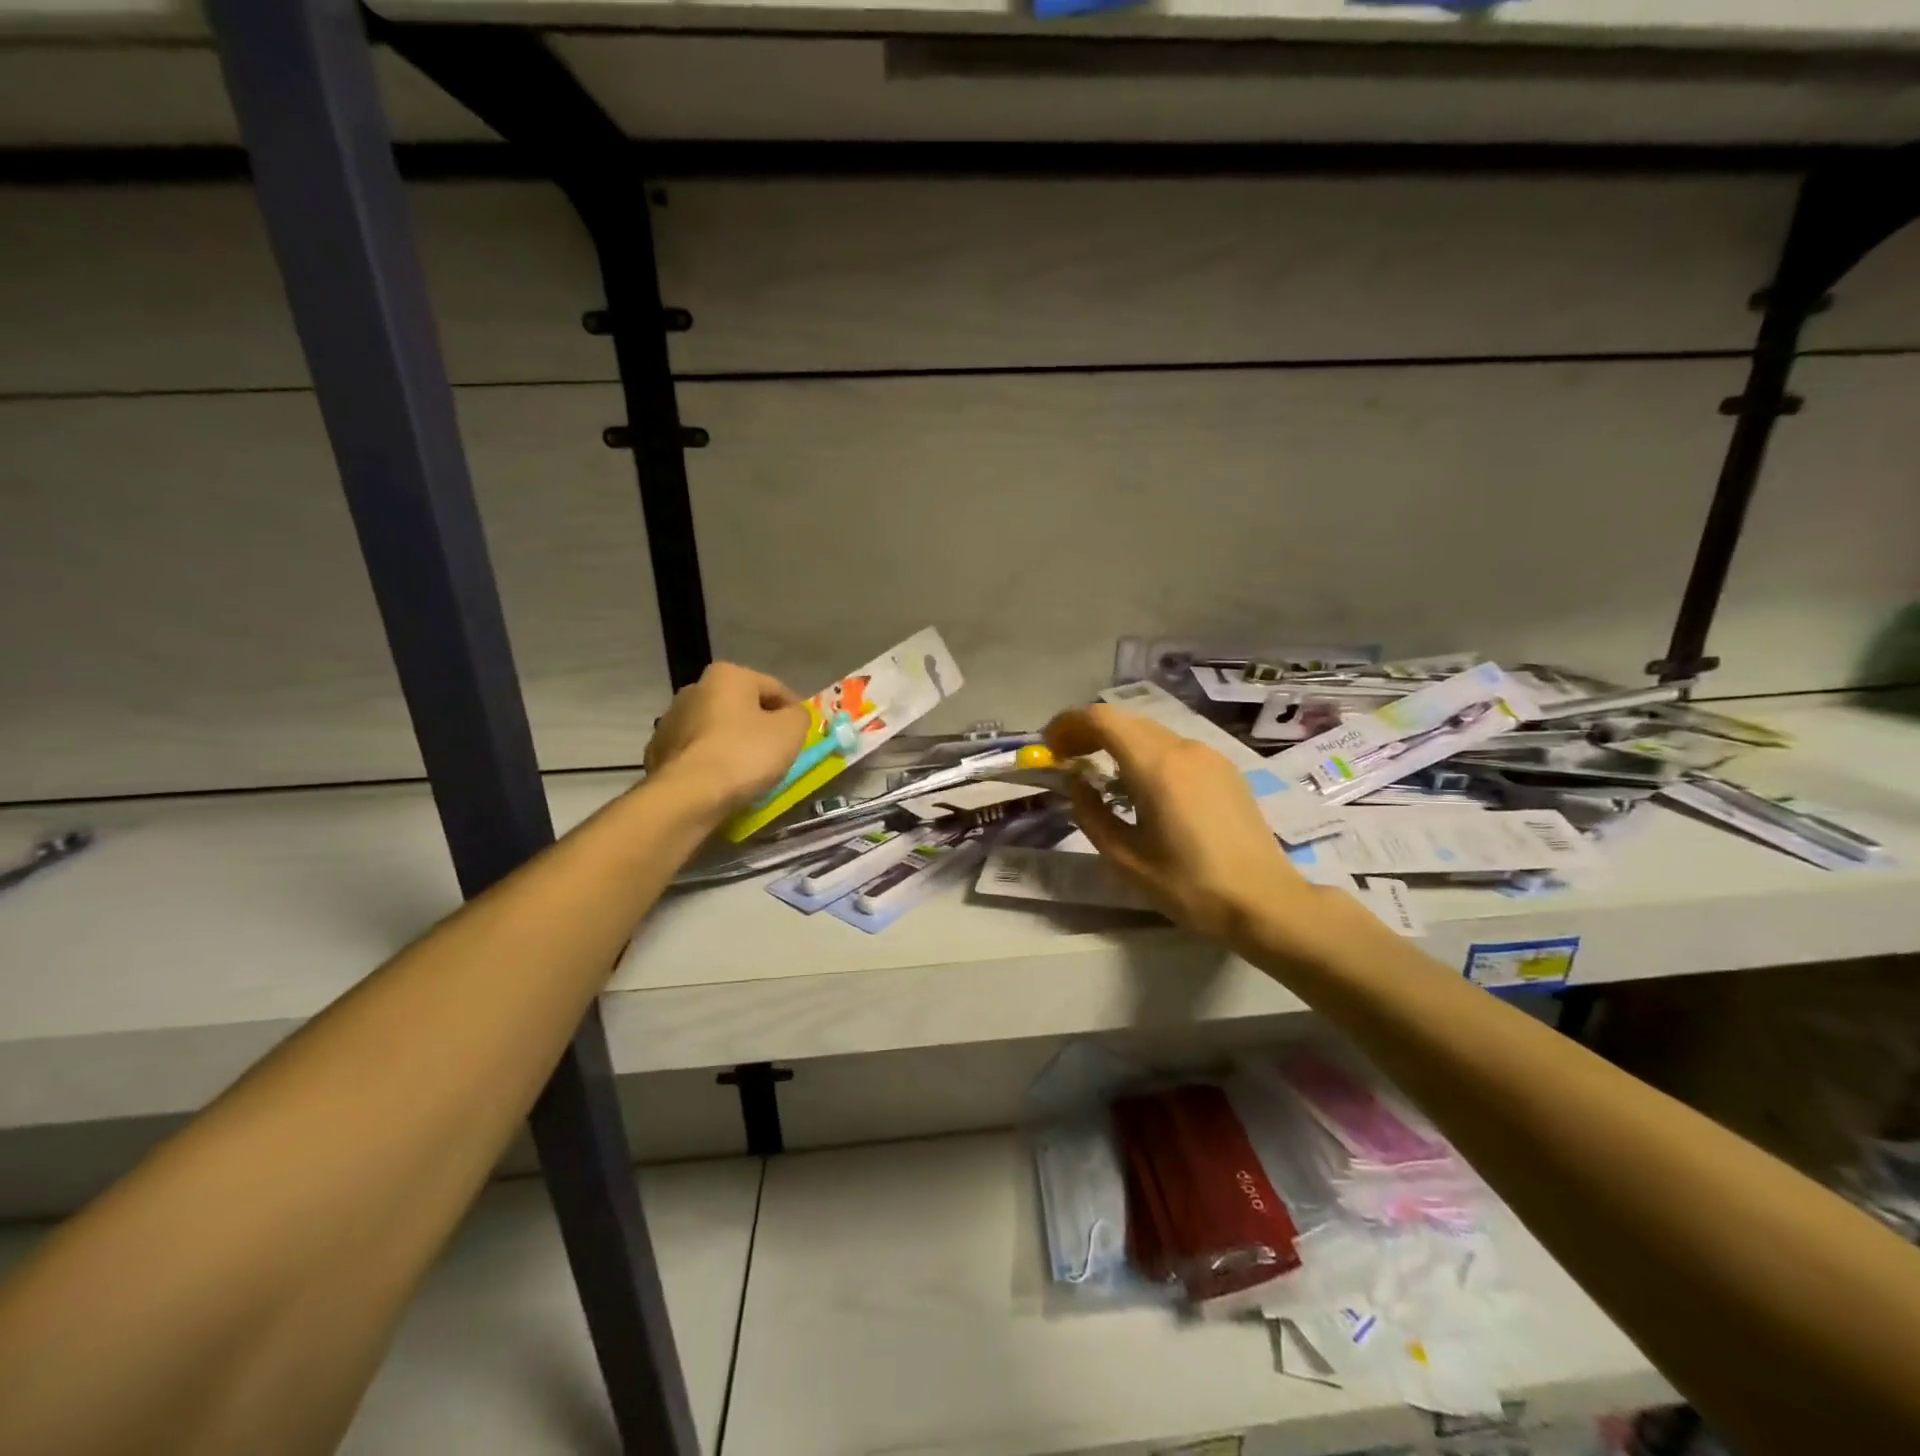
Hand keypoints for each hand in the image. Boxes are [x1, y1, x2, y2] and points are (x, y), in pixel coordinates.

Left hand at [645, 662, 810, 813]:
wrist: (689, 795)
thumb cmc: (745, 753)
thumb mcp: (791, 731)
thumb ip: (799, 716)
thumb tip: (792, 715)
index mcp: (728, 675)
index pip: (775, 688)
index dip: (793, 712)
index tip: (802, 736)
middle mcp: (695, 688)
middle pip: (742, 706)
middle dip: (760, 726)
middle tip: (778, 753)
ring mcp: (671, 720)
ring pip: (717, 729)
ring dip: (734, 743)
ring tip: (750, 771)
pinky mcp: (659, 751)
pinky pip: (698, 752)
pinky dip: (712, 761)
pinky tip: (722, 781)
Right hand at [1043, 705, 1352, 954]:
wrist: (1265, 902)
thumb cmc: (1190, 886)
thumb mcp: (1126, 858)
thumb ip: (1091, 814)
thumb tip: (1075, 784)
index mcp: (1156, 766)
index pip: (1102, 720)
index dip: (1068, 725)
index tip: (1049, 748)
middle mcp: (1183, 748)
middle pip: (1125, 721)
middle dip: (1089, 732)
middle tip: (1066, 760)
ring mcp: (1209, 756)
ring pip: (1150, 732)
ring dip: (1118, 742)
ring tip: (1099, 773)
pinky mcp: (1225, 769)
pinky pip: (1174, 748)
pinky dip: (1145, 753)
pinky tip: (1141, 785)